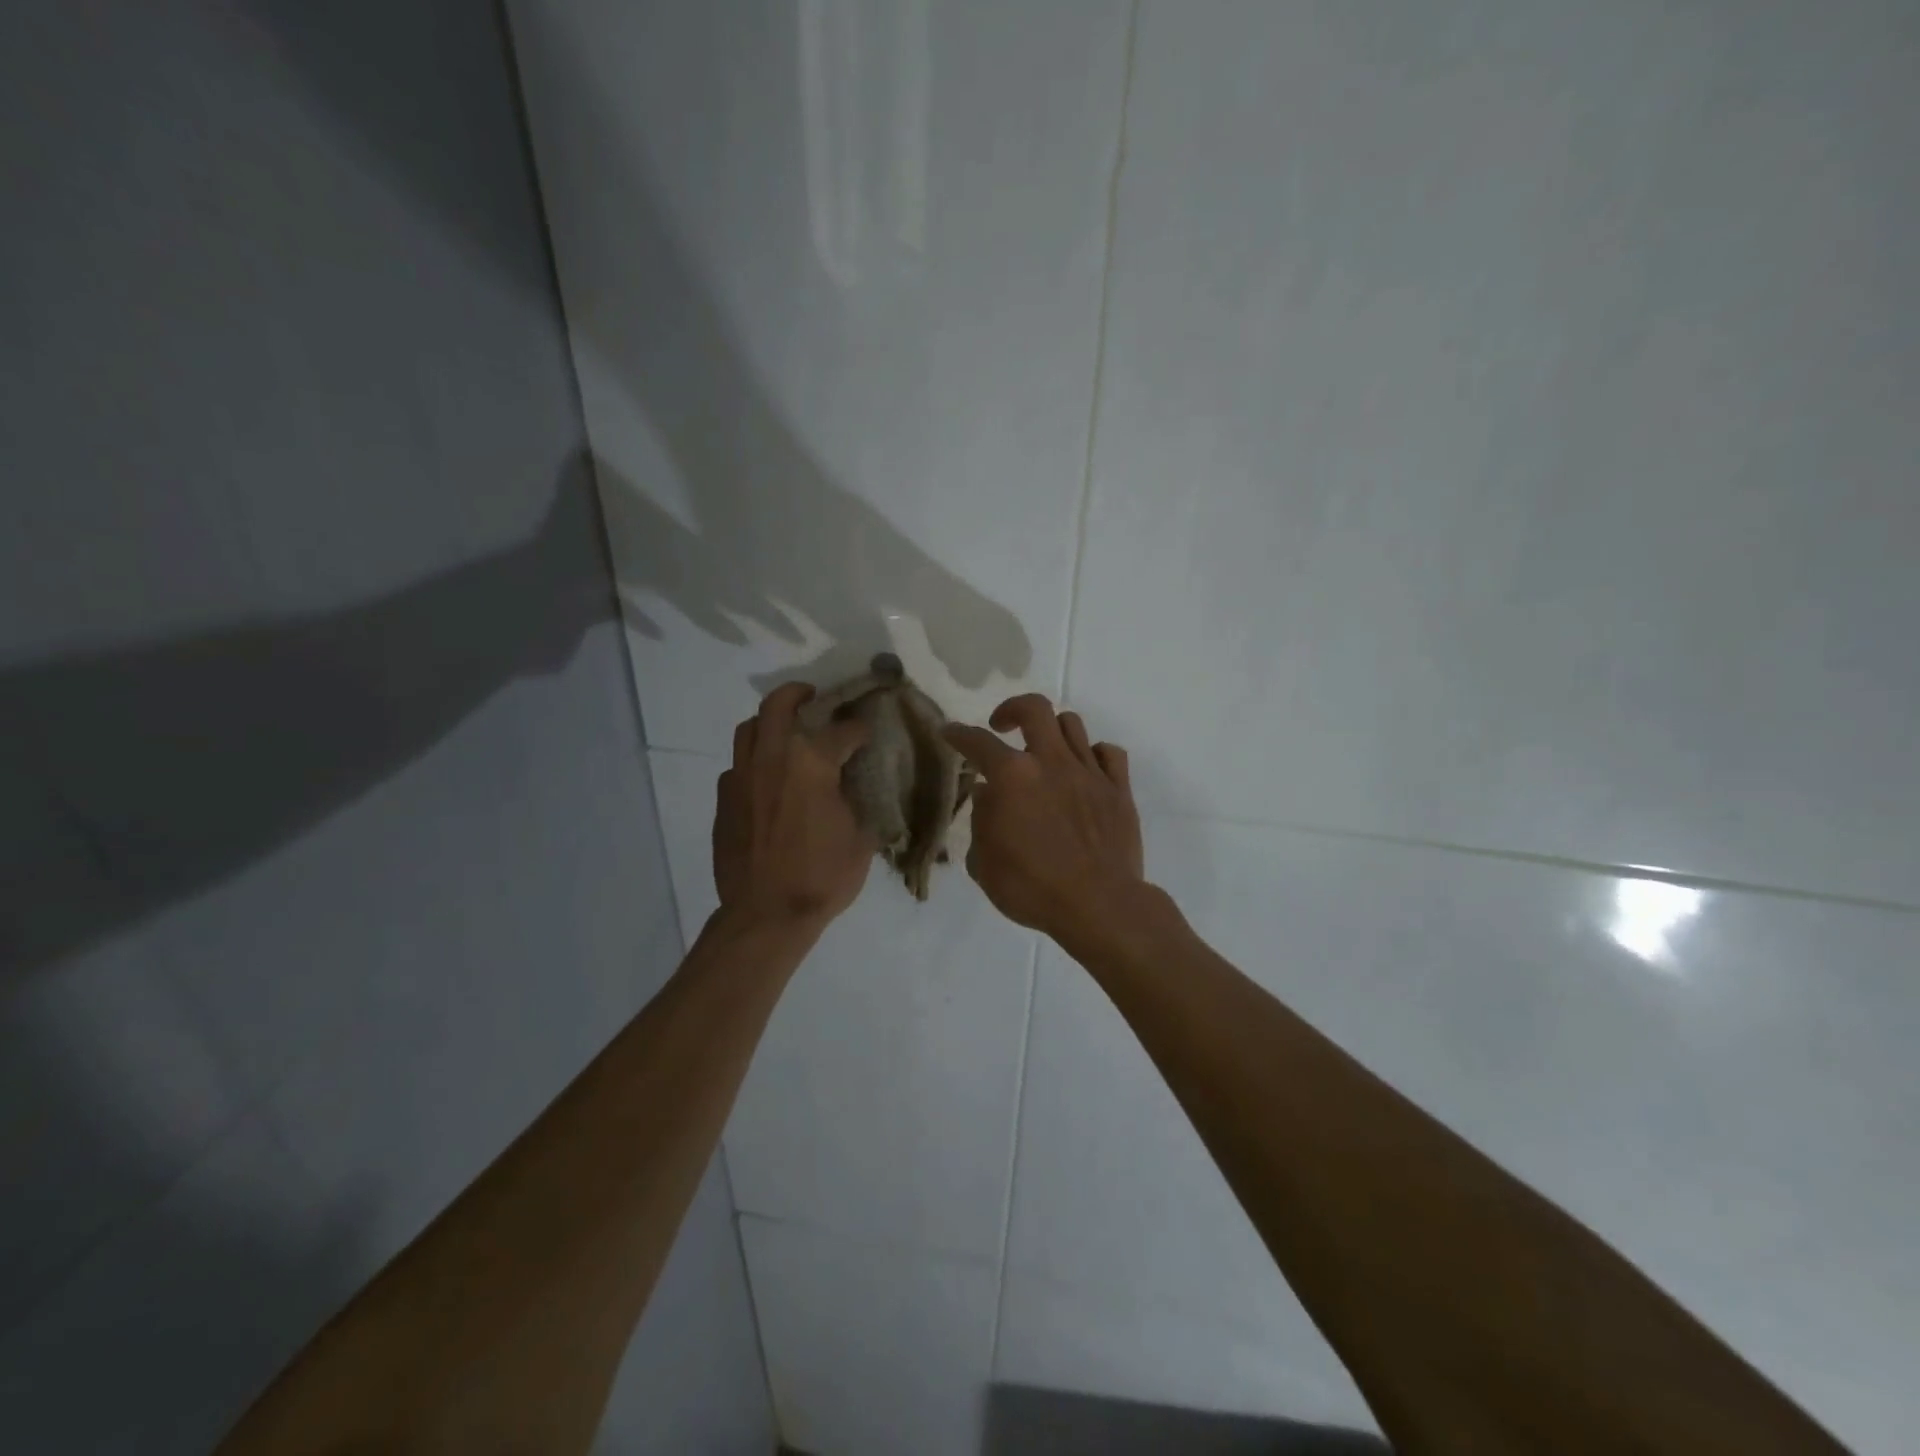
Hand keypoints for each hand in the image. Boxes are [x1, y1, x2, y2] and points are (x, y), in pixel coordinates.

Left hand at [713, 684, 874, 930]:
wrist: (766, 914)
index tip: (866, 732)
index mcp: (813, 763)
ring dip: (768, 722)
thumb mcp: (861, 838)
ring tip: (784, 731)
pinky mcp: (724, 799)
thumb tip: (854, 786)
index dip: (859, 728)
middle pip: (779, 704)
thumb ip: (858, 801)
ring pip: (749, 728)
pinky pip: (737, 765)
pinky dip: (754, 761)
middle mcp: (773, 758)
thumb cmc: (822, 876)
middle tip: (812, 696)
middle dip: (798, 693)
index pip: (843, 730)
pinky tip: (766, 780)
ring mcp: (742, 776)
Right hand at [943, 695, 1146, 941]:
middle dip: (1012, 709)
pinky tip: (1084, 769)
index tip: (949, 732)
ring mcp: (1089, 772)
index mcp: (1012, 777)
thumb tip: (987, 795)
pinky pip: (1109, 752)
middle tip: (1002, 727)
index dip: (959, 734)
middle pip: (1034, 708)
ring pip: (1072, 724)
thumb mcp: (984, 864)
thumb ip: (981, 821)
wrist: (1100, 905)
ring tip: (1044, 751)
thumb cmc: (1032, 888)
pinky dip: (1093, 754)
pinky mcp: (1119, 789)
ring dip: (1052, 731)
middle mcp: (1051, 762)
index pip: (978, 742)